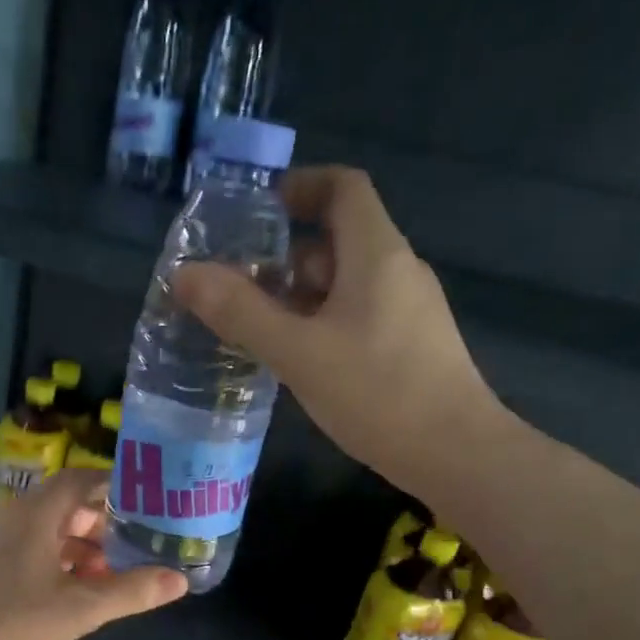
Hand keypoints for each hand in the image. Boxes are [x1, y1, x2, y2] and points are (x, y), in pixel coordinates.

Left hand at [0, 470, 187, 639]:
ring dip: (71, 547)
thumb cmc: (9, 628)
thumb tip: (180, 580)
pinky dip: (44, 560)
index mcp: (30, 513)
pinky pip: (14, 548)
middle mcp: (2, 514)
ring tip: (99, 579)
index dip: (113, 487)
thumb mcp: (79, 611)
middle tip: (128, 550)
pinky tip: (56, 595)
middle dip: (96, 525)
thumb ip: (131, 592)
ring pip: (36, 530)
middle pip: (58, 505)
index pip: (79, 480)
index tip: (144, 504)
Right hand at [173, 166, 507, 501]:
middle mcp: (397, 271)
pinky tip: (295, 361)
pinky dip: (320, 324)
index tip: (257, 211)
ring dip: (298, 296)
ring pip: (345, 285)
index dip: (300, 186)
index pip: (343, 188)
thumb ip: (241, 312)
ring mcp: (408, 311)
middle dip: (284, 256)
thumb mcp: (298, 352)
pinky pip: (357, 317)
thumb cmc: (377, 392)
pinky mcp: (410, 347)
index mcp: (376, 253)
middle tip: (235, 285)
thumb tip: (184, 274)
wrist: (455, 453)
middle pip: (338, 240)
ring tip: (253, 327)